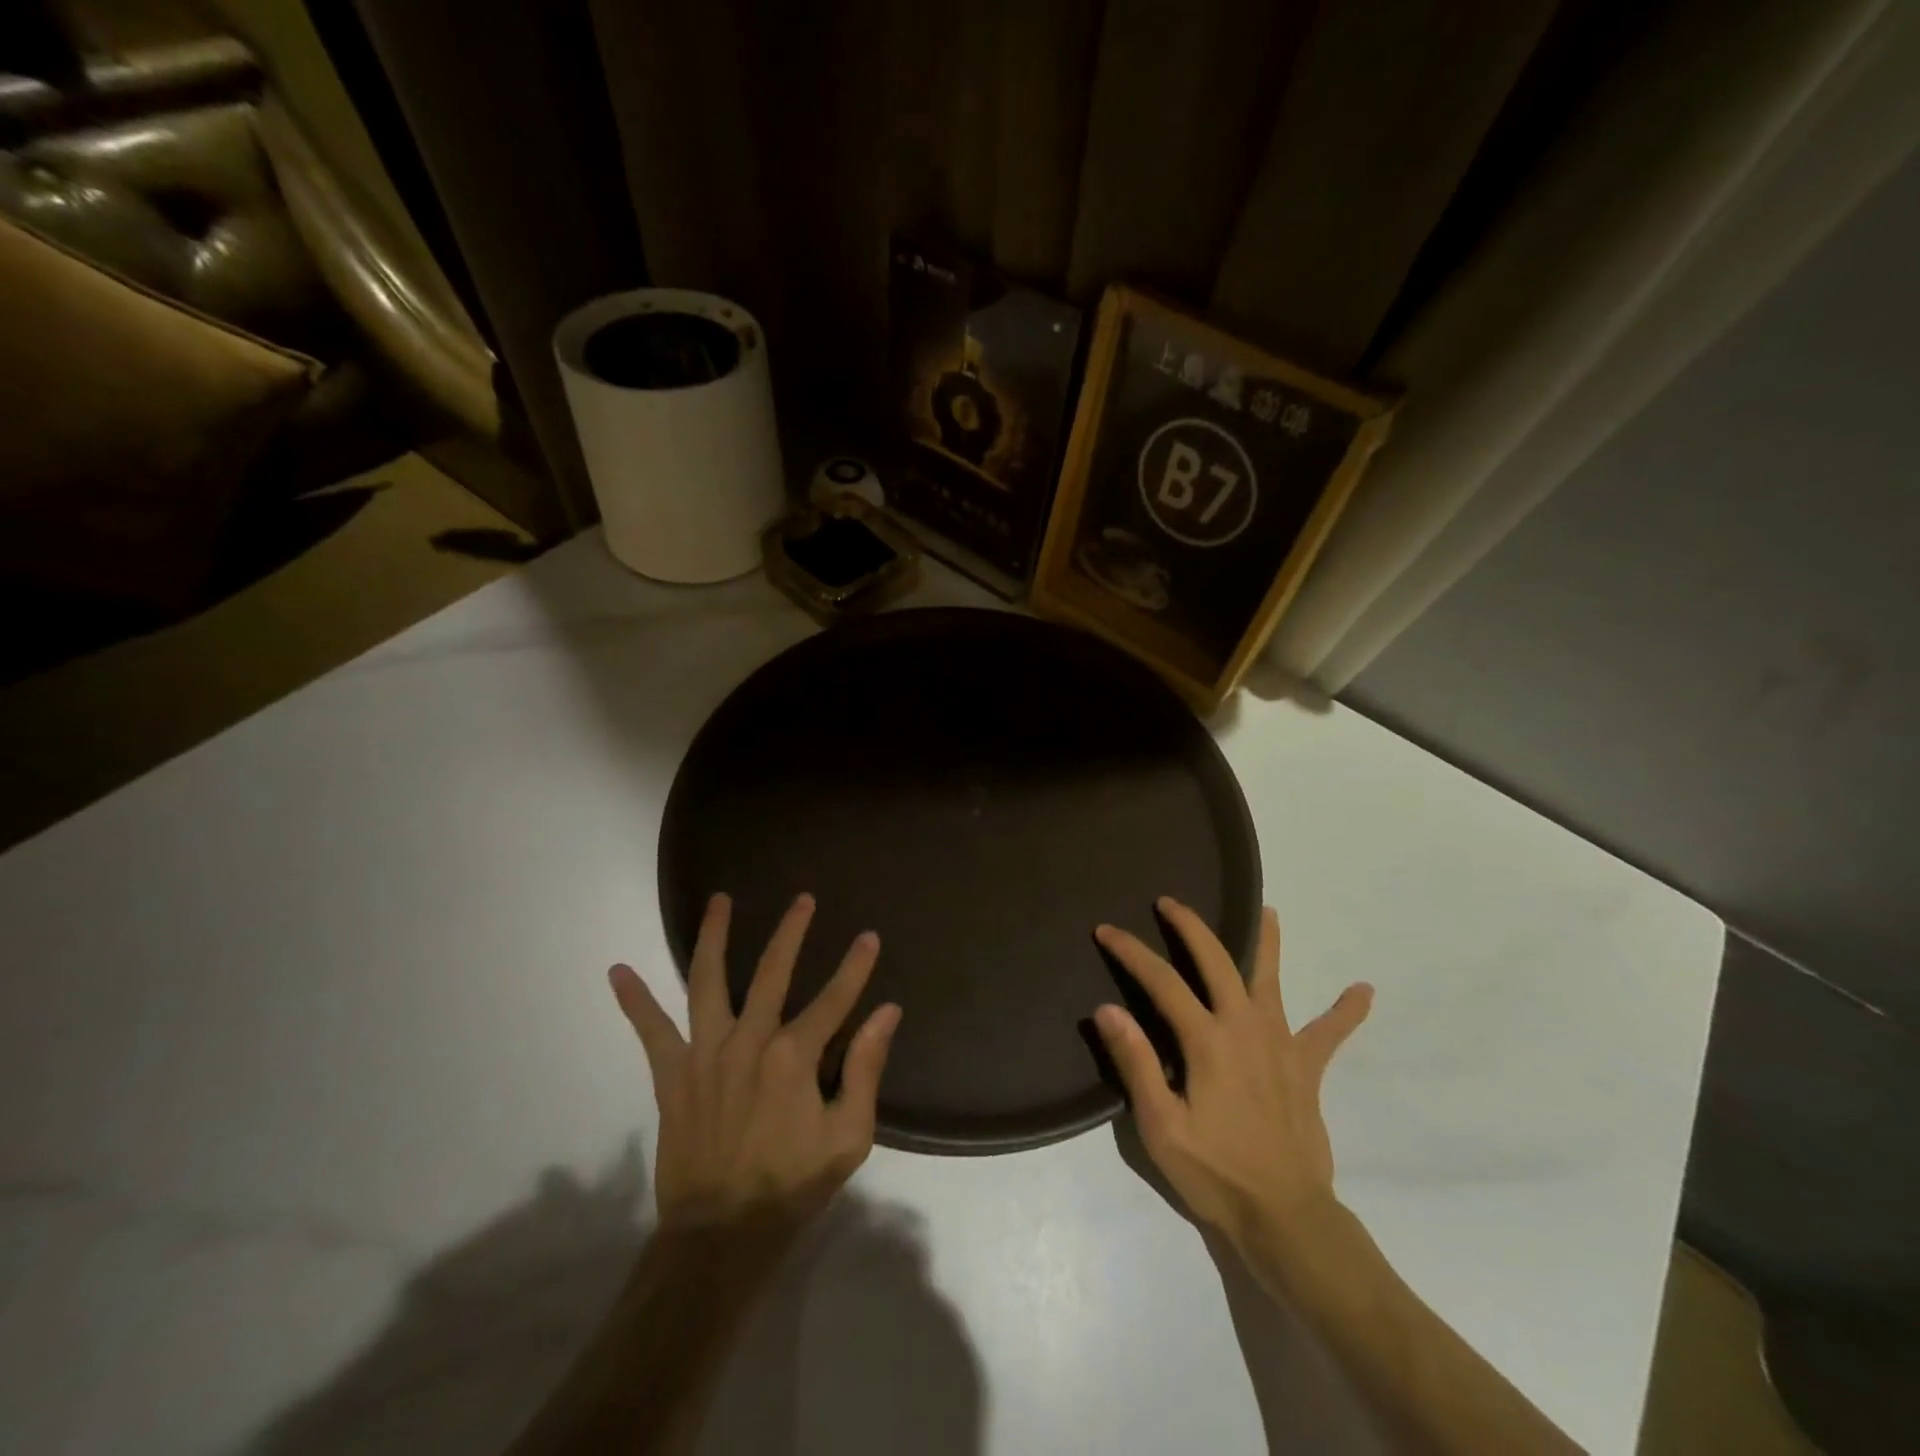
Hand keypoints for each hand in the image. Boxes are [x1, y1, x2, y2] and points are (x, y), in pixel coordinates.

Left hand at [609, 892, 901, 1231]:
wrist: (721, 1235)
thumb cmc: (792, 1185)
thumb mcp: (848, 1136)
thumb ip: (865, 1069)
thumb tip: (887, 1013)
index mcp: (794, 1057)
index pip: (834, 998)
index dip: (855, 966)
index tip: (869, 937)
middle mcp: (748, 1041)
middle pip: (772, 971)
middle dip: (791, 931)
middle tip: (803, 899)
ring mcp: (705, 1054)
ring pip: (708, 981)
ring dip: (714, 936)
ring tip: (720, 900)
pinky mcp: (672, 1074)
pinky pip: (650, 1031)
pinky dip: (634, 1001)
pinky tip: (618, 970)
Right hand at [1092, 897, 1371, 1251]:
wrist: (1285, 1218)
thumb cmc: (1215, 1173)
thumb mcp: (1160, 1126)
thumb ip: (1135, 1063)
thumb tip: (1107, 1009)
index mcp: (1207, 1040)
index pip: (1162, 981)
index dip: (1131, 951)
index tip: (1107, 930)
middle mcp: (1245, 1027)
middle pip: (1217, 961)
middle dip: (1191, 926)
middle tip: (1170, 902)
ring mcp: (1281, 1044)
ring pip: (1273, 980)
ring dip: (1269, 942)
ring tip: (1268, 910)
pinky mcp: (1307, 1068)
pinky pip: (1330, 1034)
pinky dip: (1345, 1012)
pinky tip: (1364, 990)